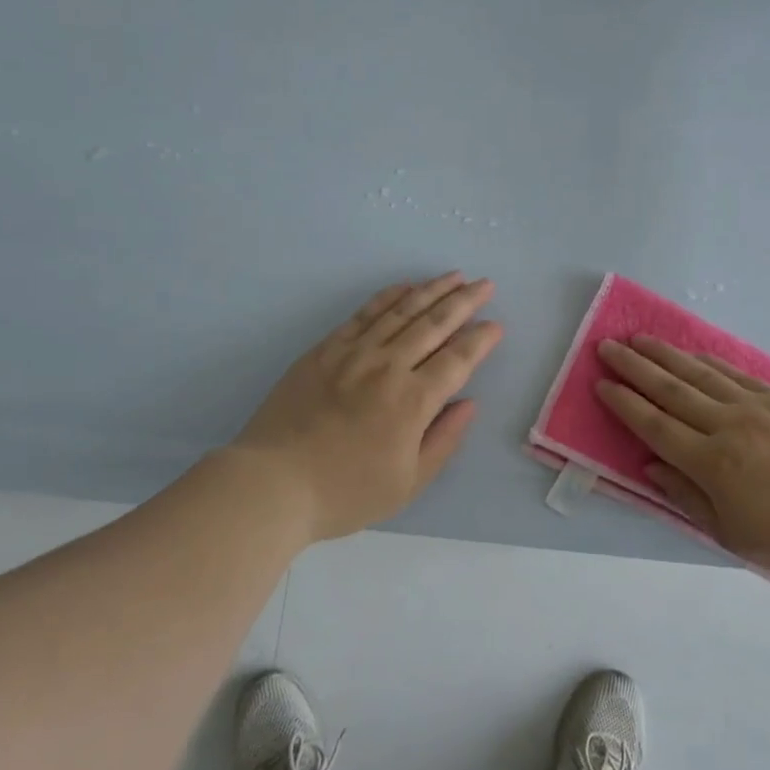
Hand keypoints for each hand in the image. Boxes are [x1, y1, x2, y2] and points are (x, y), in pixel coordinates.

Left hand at [233, 273, 503, 542]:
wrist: (272, 484)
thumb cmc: (345, 493)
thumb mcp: (407, 483)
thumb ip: (444, 440)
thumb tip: (469, 403)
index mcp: (413, 401)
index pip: (457, 359)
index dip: (480, 340)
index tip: (496, 325)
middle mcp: (388, 367)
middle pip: (434, 324)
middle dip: (464, 302)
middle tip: (486, 284)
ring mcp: (353, 354)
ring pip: (401, 311)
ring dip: (431, 290)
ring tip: (454, 276)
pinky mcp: (324, 350)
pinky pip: (363, 314)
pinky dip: (388, 297)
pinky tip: (404, 287)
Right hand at [595, 335, 769, 577]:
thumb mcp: (733, 534)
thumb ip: (686, 497)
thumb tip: (651, 465)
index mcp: (713, 464)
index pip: (655, 426)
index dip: (624, 404)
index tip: (601, 384)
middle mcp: (729, 426)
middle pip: (671, 390)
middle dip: (634, 367)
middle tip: (607, 346)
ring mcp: (758, 406)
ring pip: (700, 374)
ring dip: (665, 355)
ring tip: (638, 338)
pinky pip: (735, 373)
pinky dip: (707, 361)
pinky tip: (690, 353)